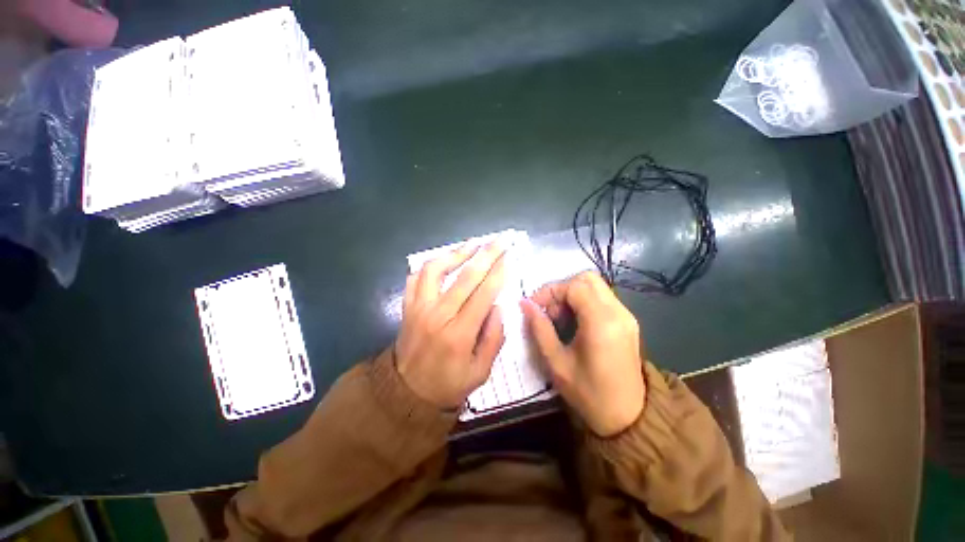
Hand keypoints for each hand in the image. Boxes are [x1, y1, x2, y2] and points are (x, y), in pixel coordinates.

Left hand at [395, 242, 506, 408]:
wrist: (406, 394)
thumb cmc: (448, 384)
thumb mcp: (480, 372)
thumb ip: (493, 338)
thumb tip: (497, 306)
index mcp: (459, 334)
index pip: (484, 294)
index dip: (498, 273)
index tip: (509, 257)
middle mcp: (438, 315)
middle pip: (465, 277)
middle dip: (486, 255)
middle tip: (499, 241)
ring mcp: (419, 308)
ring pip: (435, 269)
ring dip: (455, 253)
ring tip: (472, 245)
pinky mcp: (407, 307)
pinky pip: (415, 277)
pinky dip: (430, 265)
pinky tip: (444, 260)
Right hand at [521, 272, 645, 436]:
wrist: (628, 418)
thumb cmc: (588, 394)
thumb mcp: (556, 363)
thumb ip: (539, 328)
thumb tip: (524, 304)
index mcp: (601, 322)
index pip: (574, 286)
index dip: (550, 291)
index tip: (534, 306)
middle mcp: (618, 312)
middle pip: (587, 278)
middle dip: (562, 289)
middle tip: (550, 311)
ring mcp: (626, 315)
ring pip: (595, 286)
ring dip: (572, 294)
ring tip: (560, 319)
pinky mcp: (628, 321)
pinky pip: (602, 297)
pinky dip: (584, 302)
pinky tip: (575, 323)